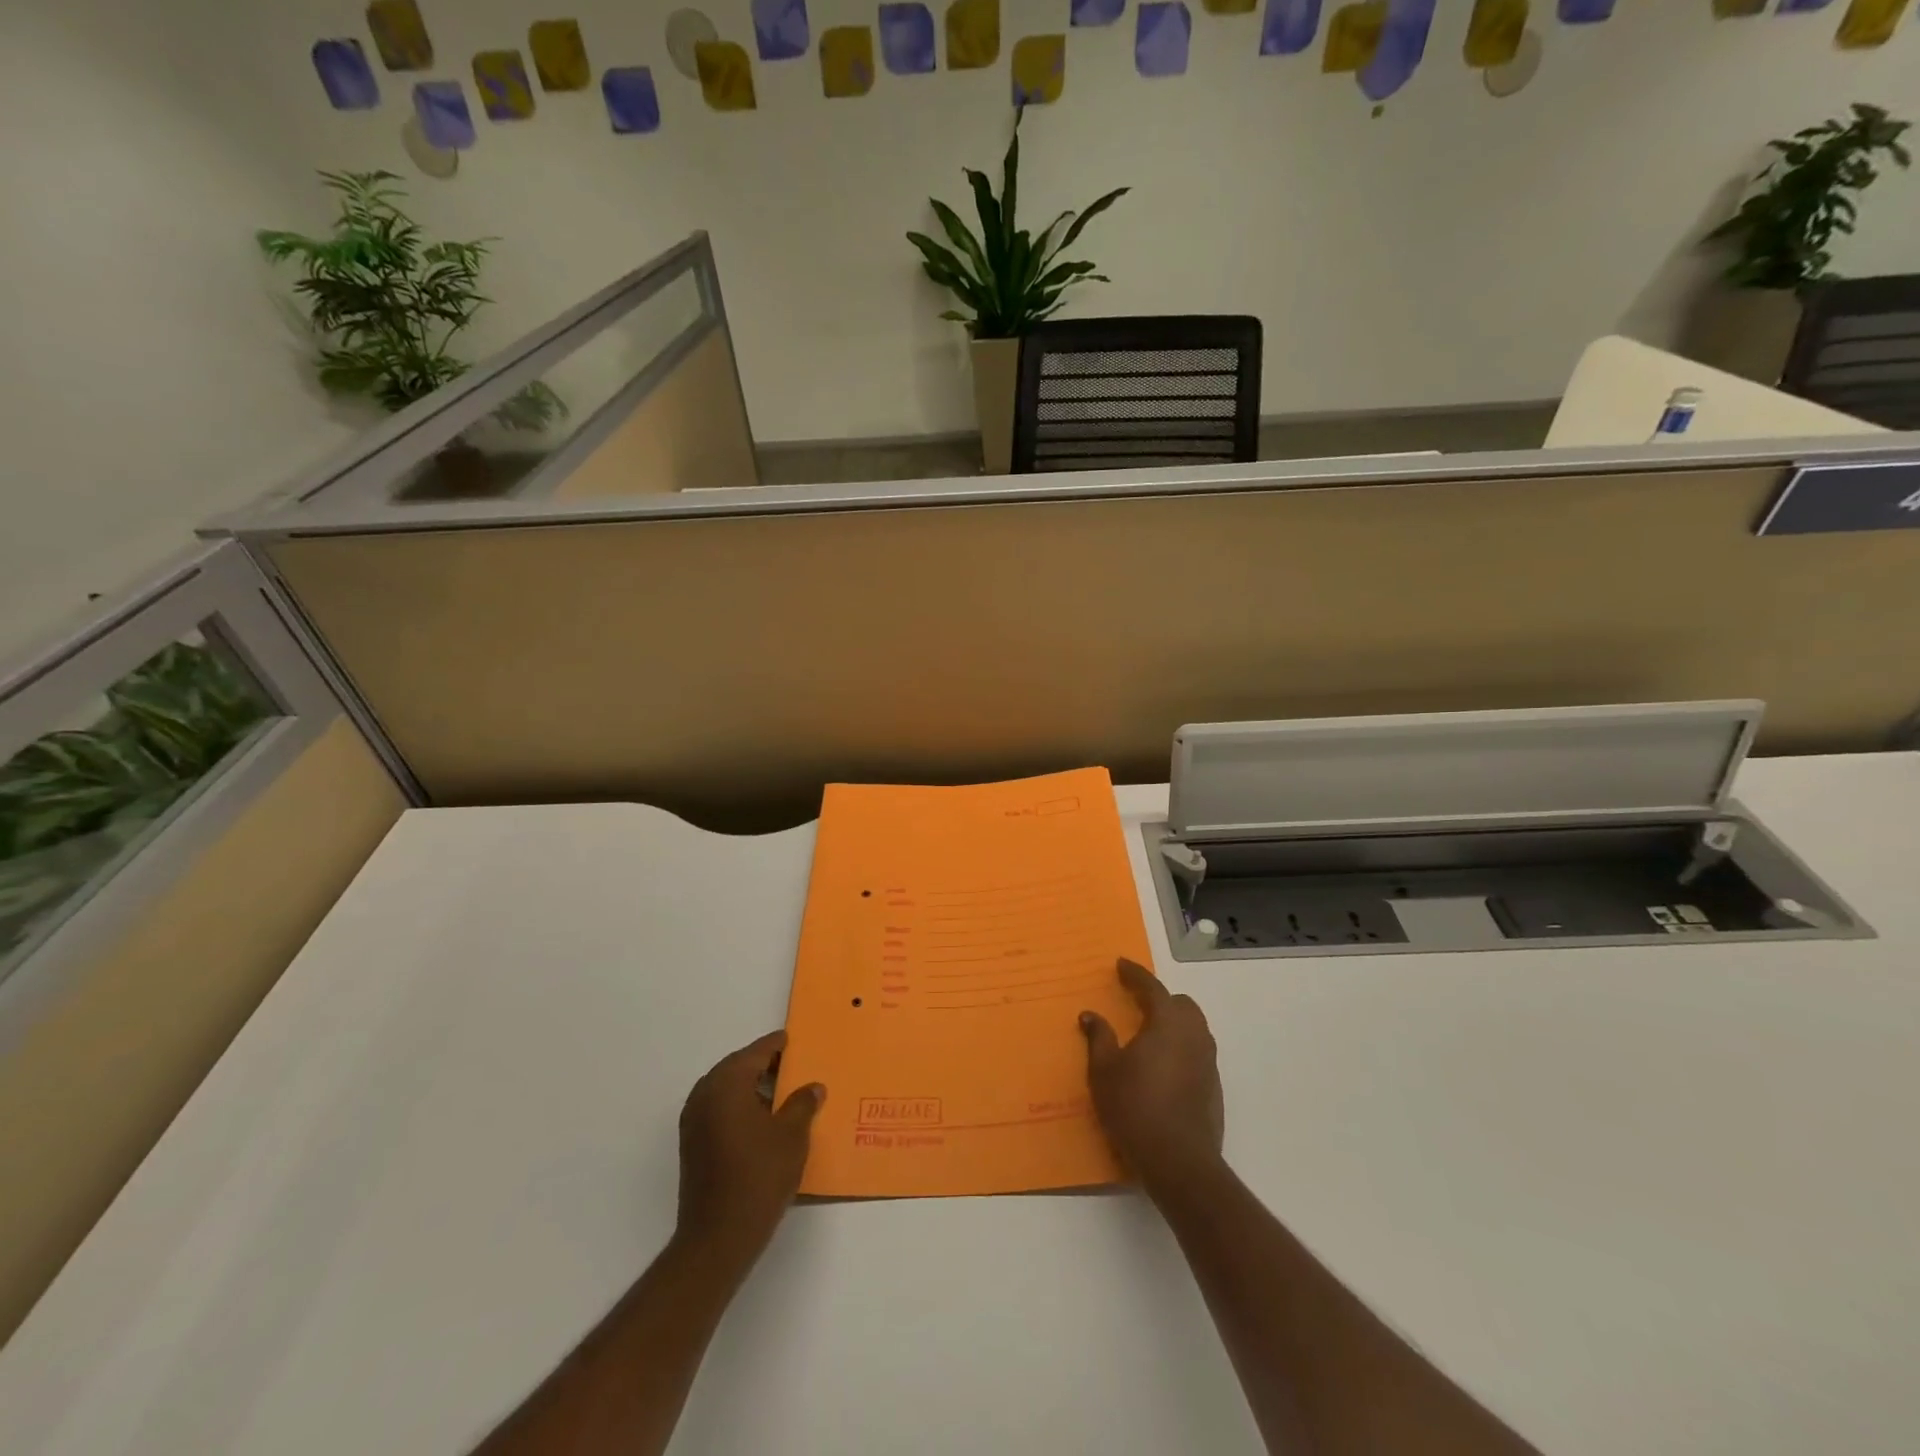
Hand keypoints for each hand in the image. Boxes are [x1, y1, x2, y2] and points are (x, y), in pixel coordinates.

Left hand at [675, 1031, 823, 1265]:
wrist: (718, 1237)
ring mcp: (694, 1121)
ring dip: (750, 1086)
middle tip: (791, 1065)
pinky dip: (738, 1106)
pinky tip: (762, 1121)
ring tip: (781, 1094)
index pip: (755, 1052)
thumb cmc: (759, 1176)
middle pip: (736, 1067)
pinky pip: (718, 1109)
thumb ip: (803, 1104)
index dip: (776, 1045)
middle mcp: (705, 1094)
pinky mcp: (692, 1144)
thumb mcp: (792, 1136)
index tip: (792, 1040)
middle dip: (762, 1064)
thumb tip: (813, 1088)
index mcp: (727, 1083)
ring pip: (725, 1089)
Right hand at [1080, 959, 1225, 1199]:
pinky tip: (1164, 1067)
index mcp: (1167, 1023)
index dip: (1135, 974)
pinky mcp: (1214, 1088)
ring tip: (1151, 1034)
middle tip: (1138, 1003)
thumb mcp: (1104, 1071)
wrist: (1179, 1161)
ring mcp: (1208, 1062)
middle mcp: (1193, 1035)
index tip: (1121, 965)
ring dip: (1174, 1023)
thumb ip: (1099, 1038)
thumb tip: (1091, 1015)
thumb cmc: (1135, 1107)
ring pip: (1195, 1028)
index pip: (1152, 988)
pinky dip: (1182, 1048)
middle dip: (1161, 999)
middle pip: (1182, 1004)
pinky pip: (1198, 1053)